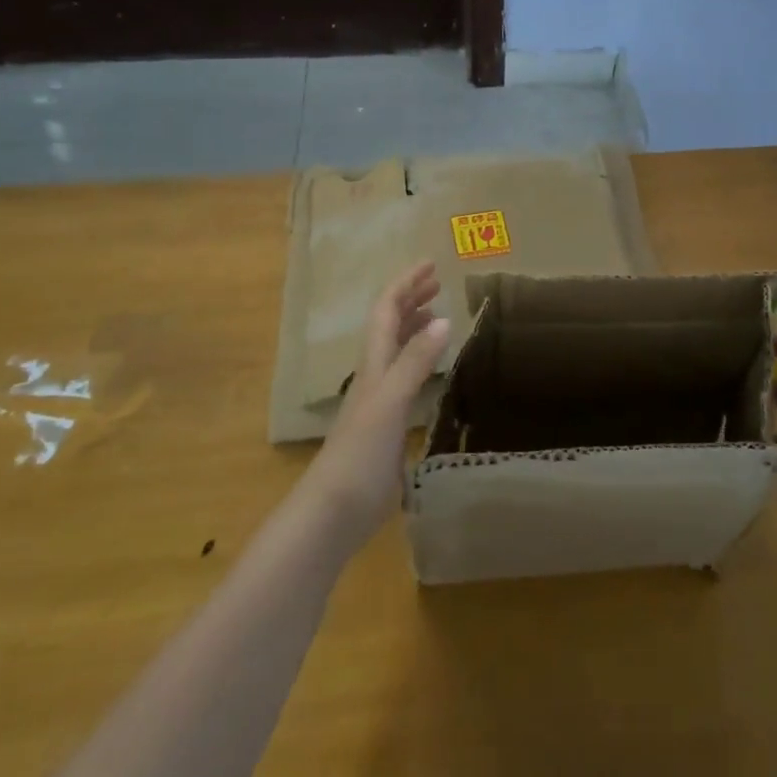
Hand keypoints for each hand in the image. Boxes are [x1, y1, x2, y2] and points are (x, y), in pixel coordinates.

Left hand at [301, 262, 449, 555]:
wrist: (333, 512)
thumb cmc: (359, 454)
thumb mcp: (391, 402)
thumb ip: (415, 361)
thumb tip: (443, 318)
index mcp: (373, 364)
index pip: (387, 311)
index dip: (405, 284)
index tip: (430, 264)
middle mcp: (375, 375)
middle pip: (389, 325)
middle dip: (411, 298)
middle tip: (438, 282)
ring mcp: (379, 401)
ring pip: (396, 350)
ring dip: (413, 325)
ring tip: (436, 313)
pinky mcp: (386, 425)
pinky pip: (405, 377)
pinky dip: (419, 360)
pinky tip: (431, 370)